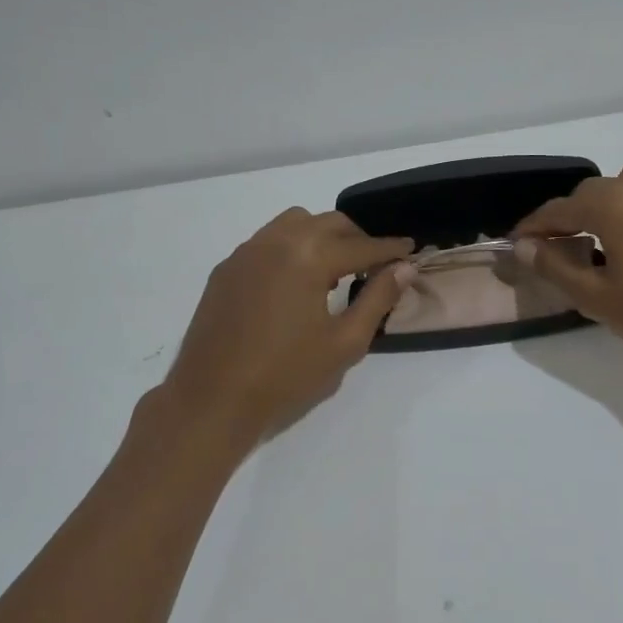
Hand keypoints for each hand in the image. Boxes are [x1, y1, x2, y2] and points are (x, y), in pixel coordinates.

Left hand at [159, 209, 413, 442]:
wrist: (212, 400)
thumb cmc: (286, 375)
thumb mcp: (345, 342)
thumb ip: (377, 298)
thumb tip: (403, 268)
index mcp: (308, 256)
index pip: (361, 245)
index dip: (390, 249)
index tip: (410, 250)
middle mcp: (276, 241)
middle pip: (328, 223)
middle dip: (357, 238)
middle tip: (375, 262)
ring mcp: (245, 252)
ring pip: (294, 223)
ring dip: (321, 236)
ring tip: (334, 269)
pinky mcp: (225, 269)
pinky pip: (267, 241)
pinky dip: (291, 247)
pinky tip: (295, 281)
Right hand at [513, 162, 622, 377]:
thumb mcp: (596, 297)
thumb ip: (554, 266)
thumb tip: (524, 247)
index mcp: (612, 203)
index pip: (559, 209)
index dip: (534, 226)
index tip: (517, 242)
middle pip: (594, 193)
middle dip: (571, 216)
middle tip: (560, 247)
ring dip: (609, 207)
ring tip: (606, 241)